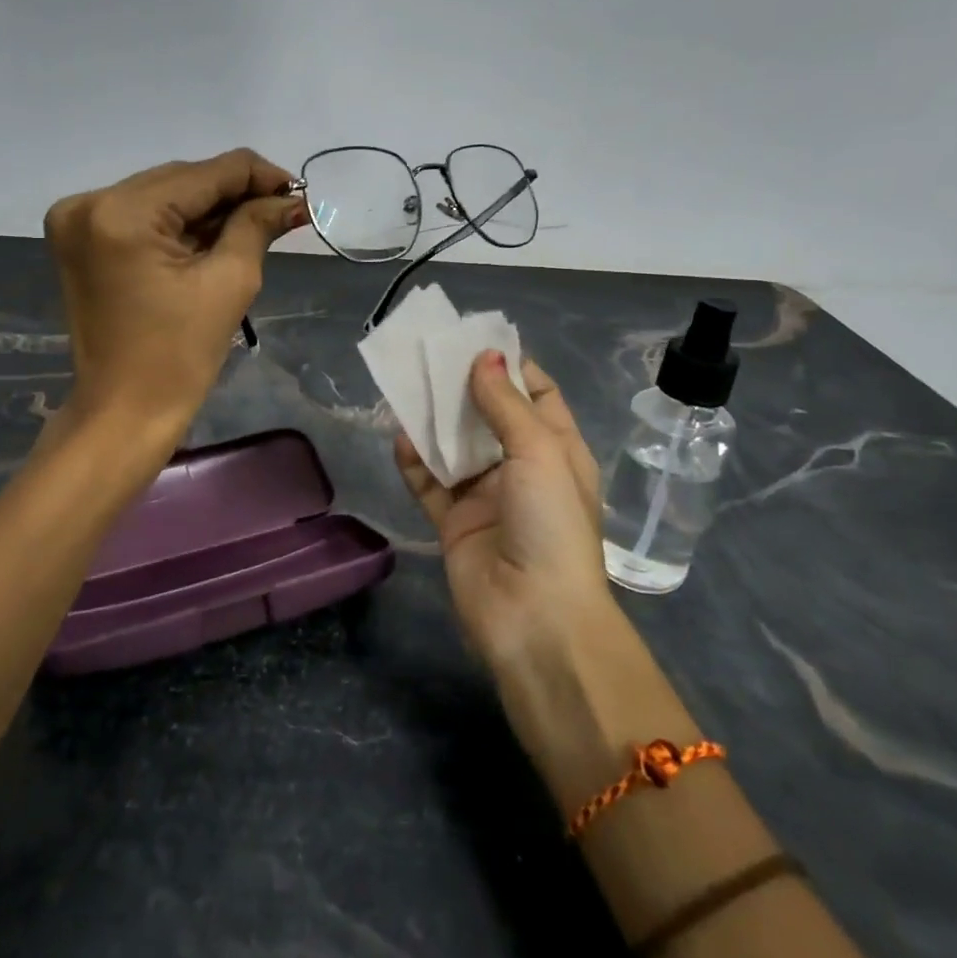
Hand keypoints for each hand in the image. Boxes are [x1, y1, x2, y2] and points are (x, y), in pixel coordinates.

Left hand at [45, 149, 305, 433]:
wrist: (124, 412)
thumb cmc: (180, 357)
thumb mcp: (229, 282)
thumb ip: (257, 225)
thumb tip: (291, 199)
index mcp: (123, 213)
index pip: (205, 172)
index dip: (258, 176)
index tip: (297, 193)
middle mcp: (89, 202)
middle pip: (181, 179)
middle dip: (233, 193)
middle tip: (280, 212)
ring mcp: (77, 220)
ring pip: (162, 194)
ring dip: (207, 208)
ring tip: (252, 225)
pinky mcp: (78, 239)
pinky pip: (141, 215)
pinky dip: (177, 223)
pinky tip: (211, 237)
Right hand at [394, 352, 610, 670]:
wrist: (535, 617)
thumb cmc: (550, 523)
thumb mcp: (539, 452)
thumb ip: (506, 404)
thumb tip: (485, 357)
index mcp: (557, 451)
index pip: (537, 396)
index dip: (511, 367)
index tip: (476, 340)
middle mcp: (522, 470)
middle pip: (490, 418)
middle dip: (464, 388)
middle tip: (430, 357)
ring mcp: (487, 498)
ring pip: (456, 449)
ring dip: (434, 422)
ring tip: (407, 387)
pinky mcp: (455, 523)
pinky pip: (431, 485)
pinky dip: (415, 463)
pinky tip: (399, 439)